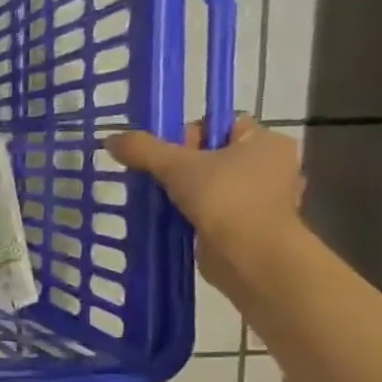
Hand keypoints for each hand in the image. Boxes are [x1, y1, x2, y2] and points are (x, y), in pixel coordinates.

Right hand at [105, 116, 304, 292]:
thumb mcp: (175, 166)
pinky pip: (214, 210)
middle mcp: (271, 166)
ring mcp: (264, 199)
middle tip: (160, 178)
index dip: (189, 133)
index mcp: (265, 142)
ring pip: (212, 184)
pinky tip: (173, 220)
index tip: (167, 154)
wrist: (250, 256)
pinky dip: (193, 214)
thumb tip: (110, 139)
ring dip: (185, 192)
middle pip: (213, 155)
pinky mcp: (250, 226)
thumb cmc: (224, 199)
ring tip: (161, 200)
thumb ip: (142, 149)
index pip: (221, 124)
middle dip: (182, 166)